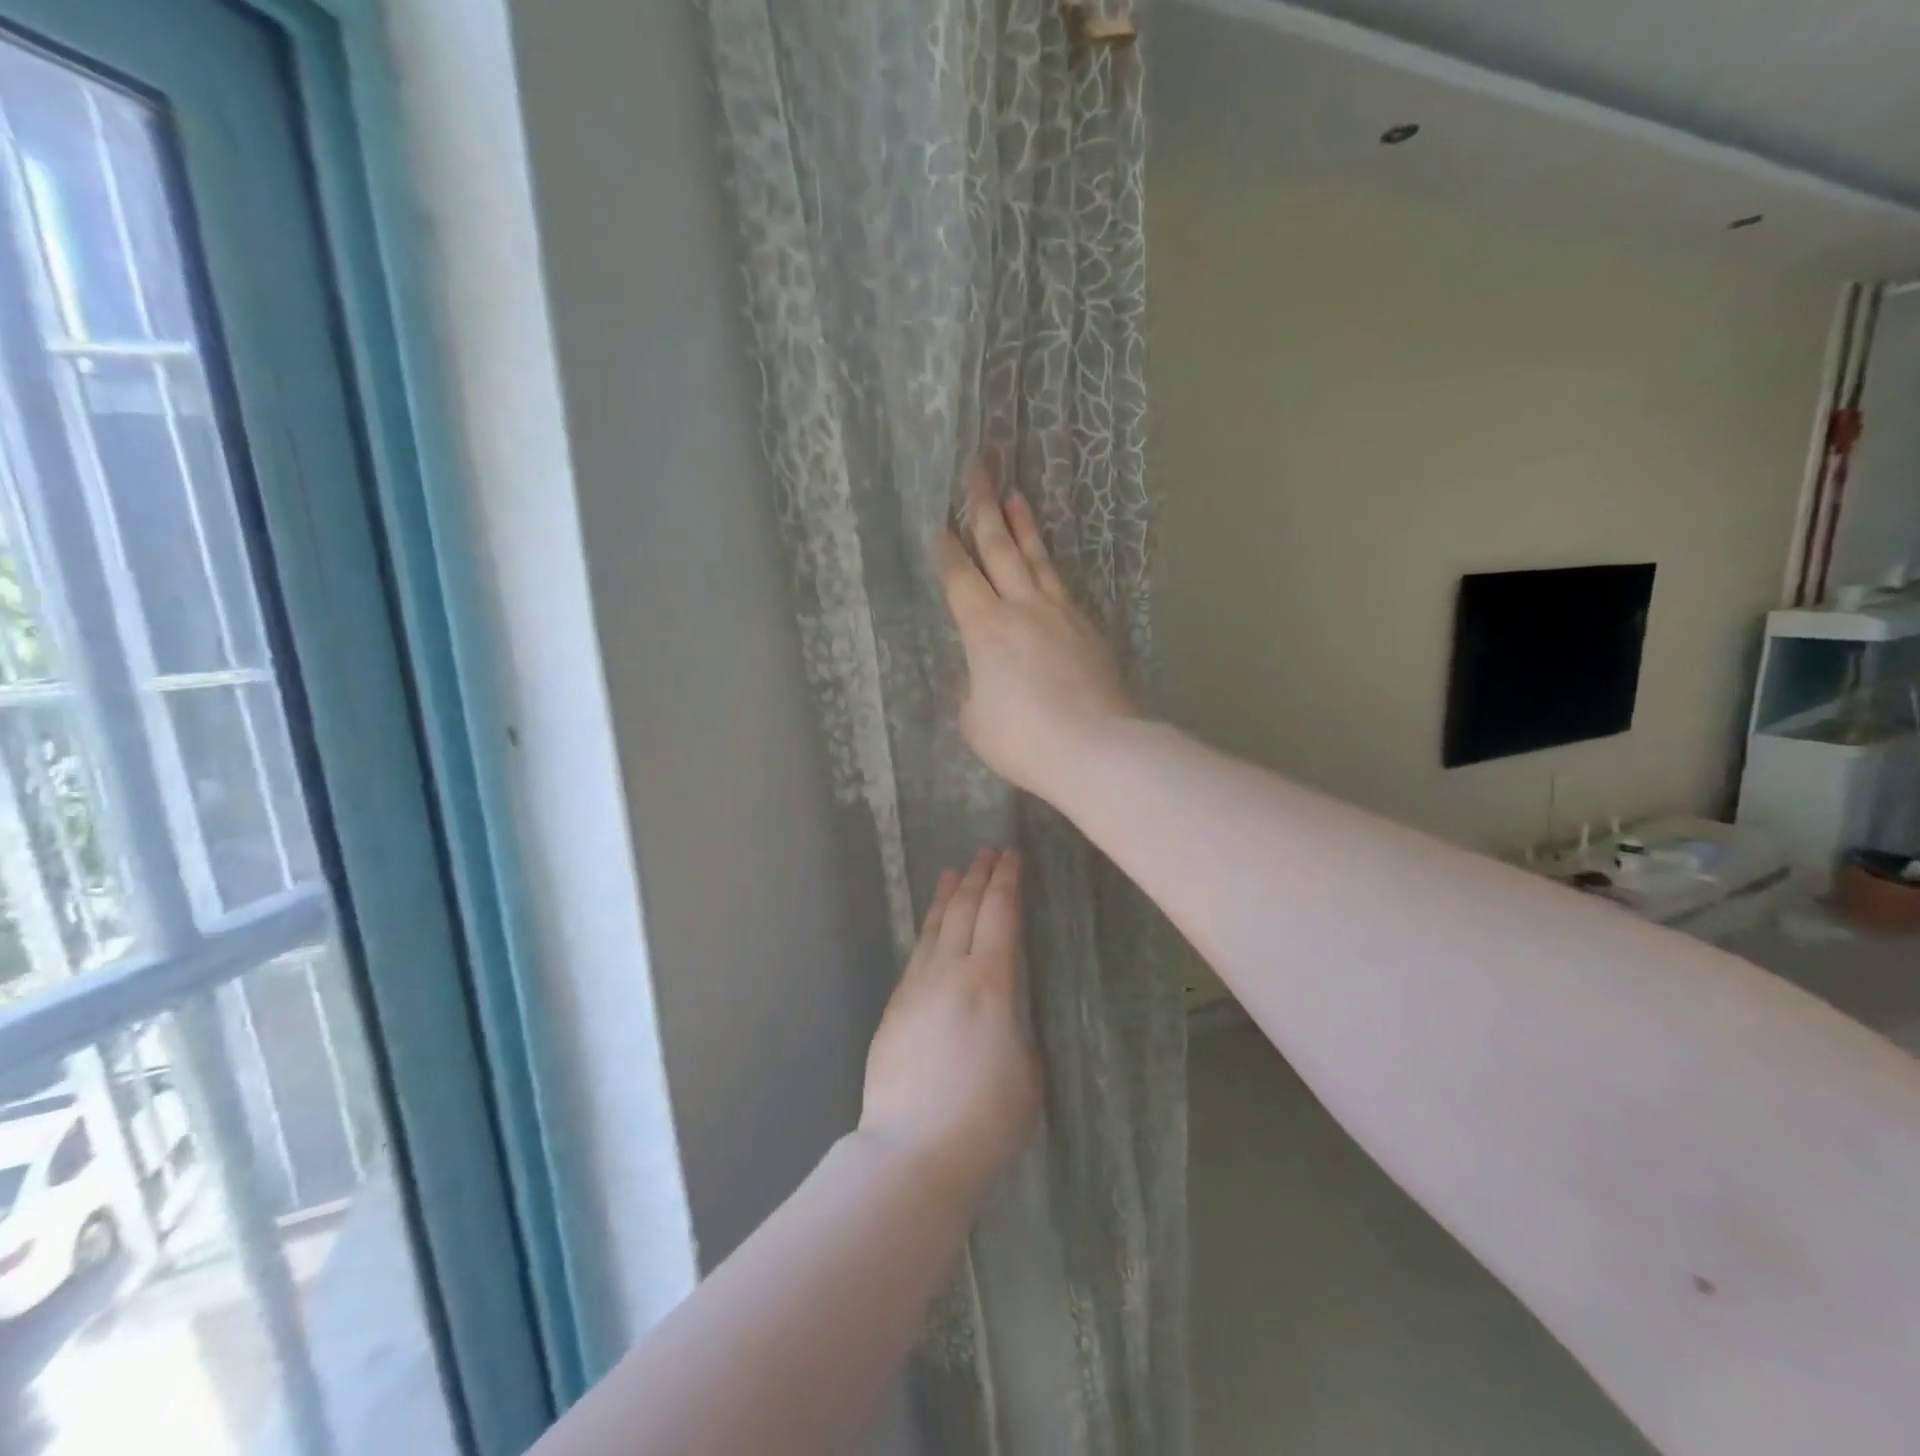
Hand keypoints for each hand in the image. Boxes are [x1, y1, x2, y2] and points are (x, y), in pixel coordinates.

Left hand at [859, 849, 1040, 1202]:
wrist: (912, 1150)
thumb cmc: (985, 1119)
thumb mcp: (1027, 1073)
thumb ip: (1017, 1031)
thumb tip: (1004, 1016)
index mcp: (991, 984)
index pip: (1000, 915)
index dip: (1006, 881)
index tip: (1012, 856)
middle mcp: (950, 973)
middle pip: (964, 910)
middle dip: (978, 876)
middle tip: (988, 852)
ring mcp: (916, 988)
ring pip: (934, 928)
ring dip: (948, 896)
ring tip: (955, 872)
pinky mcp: (894, 1008)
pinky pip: (916, 955)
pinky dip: (929, 931)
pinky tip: (932, 929)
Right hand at [935, 460, 1137, 797]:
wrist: (1097, 748)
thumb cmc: (1023, 739)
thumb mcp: (976, 720)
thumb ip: (973, 688)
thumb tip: (982, 674)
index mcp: (985, 628)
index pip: (960, 578)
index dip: (947, 550)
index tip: (940, 523)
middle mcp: (1022, 608)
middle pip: (1000, 548)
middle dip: (983, 506)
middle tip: (979, 468)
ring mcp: (1062, 614)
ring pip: (1038, 559)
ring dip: (1023, 525)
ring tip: (1015, 495)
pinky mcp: (1090, 629)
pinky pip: (1064, 586)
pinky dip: (1051, 567)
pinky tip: (1049, 563)